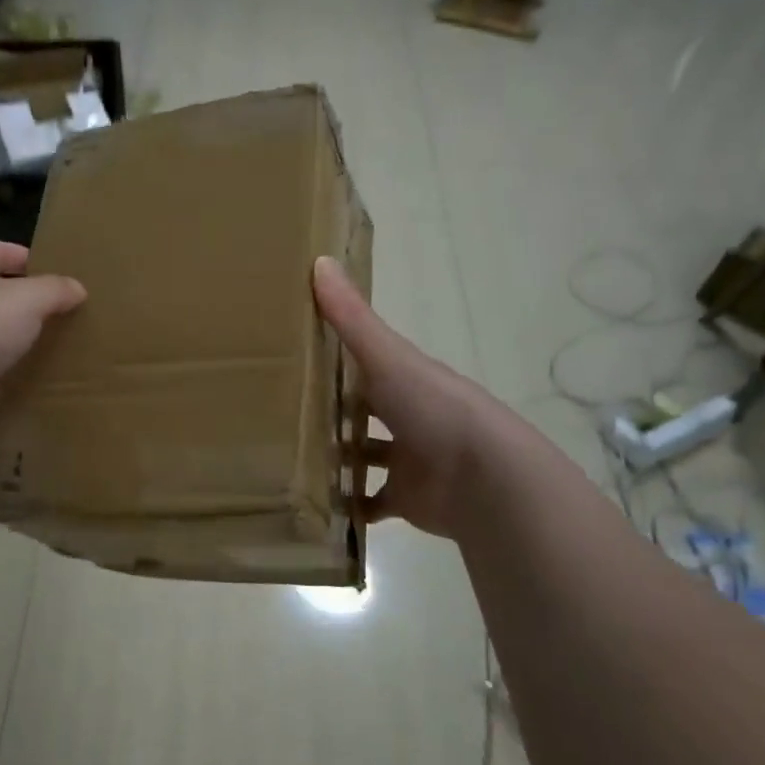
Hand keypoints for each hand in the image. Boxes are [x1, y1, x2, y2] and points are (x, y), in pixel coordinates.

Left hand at [0, 239, 86, 437]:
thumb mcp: (29, 299)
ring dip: (16, 340)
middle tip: (63, 316)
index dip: (31, 260)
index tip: (60, 279)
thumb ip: (55, 290)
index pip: (2, 249)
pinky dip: (4, 373)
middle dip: (28, 303)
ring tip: (53, 349)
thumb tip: (77, 288)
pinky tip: (29, 381)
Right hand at [313, 256, 487, 540]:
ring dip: (337, 457)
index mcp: (405, 378)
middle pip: (364, 409)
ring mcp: (408, 459)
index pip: (366, 363)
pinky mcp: (407, 499)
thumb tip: (320, 259)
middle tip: (279, 413)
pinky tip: (316, 502)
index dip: (335, 358)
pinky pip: (371, 503)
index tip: (294, 357)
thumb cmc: (433, 408)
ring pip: (366, 455)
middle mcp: (408, 416)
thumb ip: (351, 316)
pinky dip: (349, 505)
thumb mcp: (386, 356)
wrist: (485, 479)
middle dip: (331, 410)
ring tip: (288, 457)